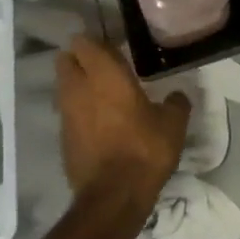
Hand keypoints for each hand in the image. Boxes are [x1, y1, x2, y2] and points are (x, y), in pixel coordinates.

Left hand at [55, 35, 189, 210]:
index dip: (93, 40)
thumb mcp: (173, 124)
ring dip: (76, 84)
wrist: (113, 198)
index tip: (109, 43)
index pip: (85, 43)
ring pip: (63, 86)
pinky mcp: (63, 138)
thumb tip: (177, 95)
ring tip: (99, 92)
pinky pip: (67, 112)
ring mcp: (67, 114)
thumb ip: (175, 103)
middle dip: (78, 58)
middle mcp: (79, 88)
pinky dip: (77, 110)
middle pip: (66, 60)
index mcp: (105, 75)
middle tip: (101, 64)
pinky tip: (96, 120)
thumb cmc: (144, 150)